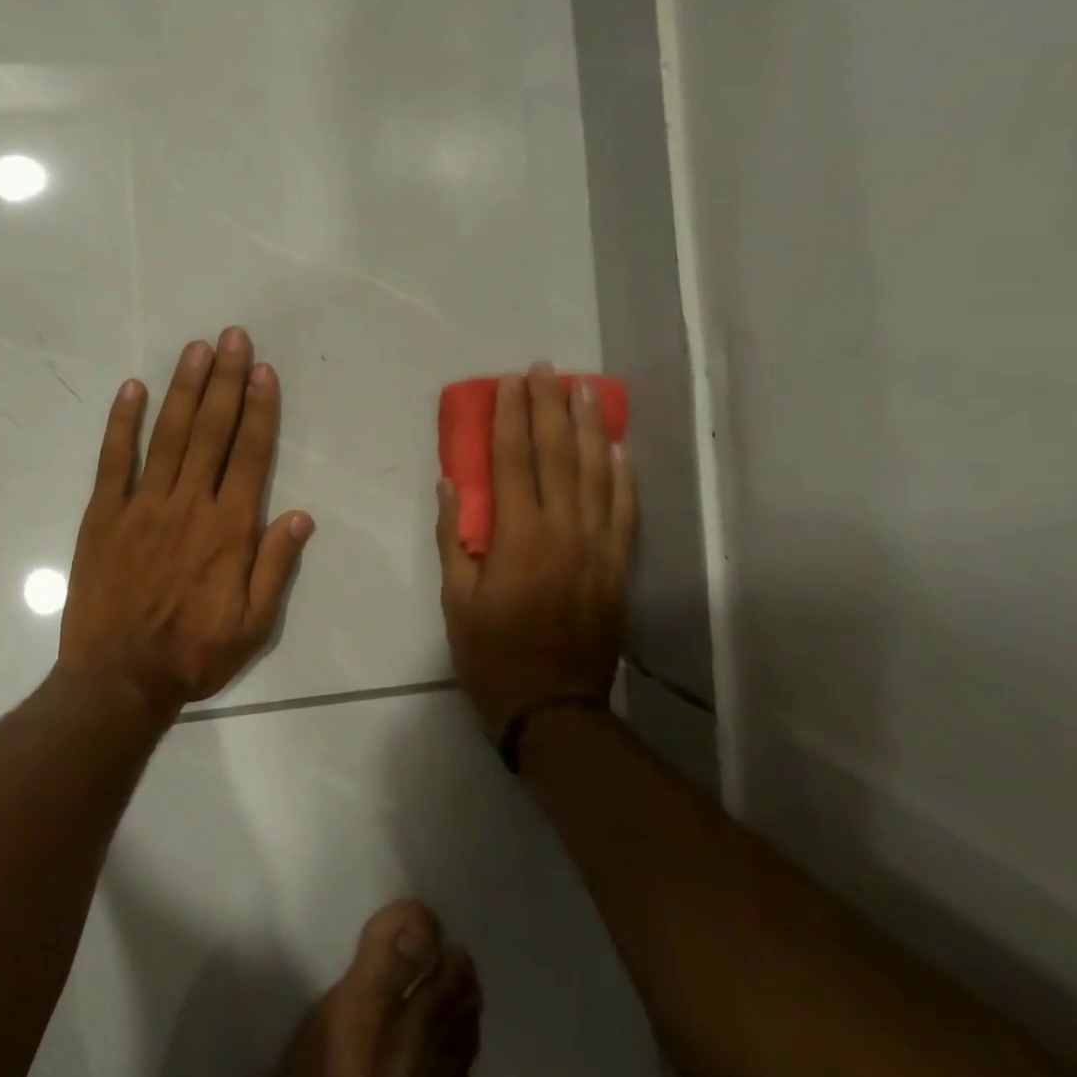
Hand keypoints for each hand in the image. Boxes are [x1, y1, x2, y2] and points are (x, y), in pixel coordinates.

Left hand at [58, 329, 315, 722]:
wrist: (118, 680)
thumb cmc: (193, 654)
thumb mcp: (254, 625)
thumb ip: (276, 566)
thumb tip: (301, 514)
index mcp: (229, 530)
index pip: (250, 455)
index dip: (259, 409)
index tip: (263, 371)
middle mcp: (189, 505)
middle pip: (212, 432)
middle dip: (226, 380)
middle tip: (233, 337)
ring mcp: (142, 506)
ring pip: (169, 435)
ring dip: (185, 389)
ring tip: (197, 349)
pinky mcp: (104, 515)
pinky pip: (114, 461)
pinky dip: (123, 423)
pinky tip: (133, 389)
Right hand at [436, 364, 636, 735]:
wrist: (554, 707)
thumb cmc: (492, 654)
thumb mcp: (456, 601)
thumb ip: (453, 538)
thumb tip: (451, 484)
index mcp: (518, 538)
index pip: (513, 462)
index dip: (511, 418)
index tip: (510, 383)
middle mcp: (563, 532)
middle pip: (557, 455)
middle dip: (549, 407)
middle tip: (546, 369)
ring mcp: (598, 547)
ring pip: (597, 473)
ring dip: (589, 427)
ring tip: (585, 389)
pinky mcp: (619, 566)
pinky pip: (625, 510)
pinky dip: (622, 475)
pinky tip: (618, 448)